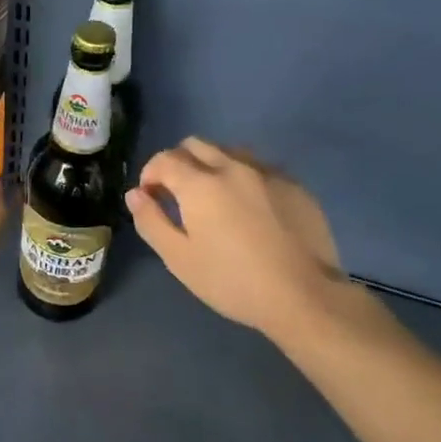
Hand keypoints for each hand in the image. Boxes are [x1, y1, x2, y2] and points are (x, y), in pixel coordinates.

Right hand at [126, 138, 343, 340]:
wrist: (304, 296)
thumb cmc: (232, 282)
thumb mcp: (179, 259)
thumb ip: (151, 221)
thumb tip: (135, 194)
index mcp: (200, 183)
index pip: (164, 159)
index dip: (150, 175)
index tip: (151, 198)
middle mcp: (233, 166)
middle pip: (196, 145)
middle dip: (179, 163)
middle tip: (179, 196)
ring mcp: (268, 173)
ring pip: (230, 151)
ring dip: (213, 165)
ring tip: (215, 199)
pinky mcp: (295, 185)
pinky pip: (260, 168)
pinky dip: (244, 178)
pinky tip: (251, 209)